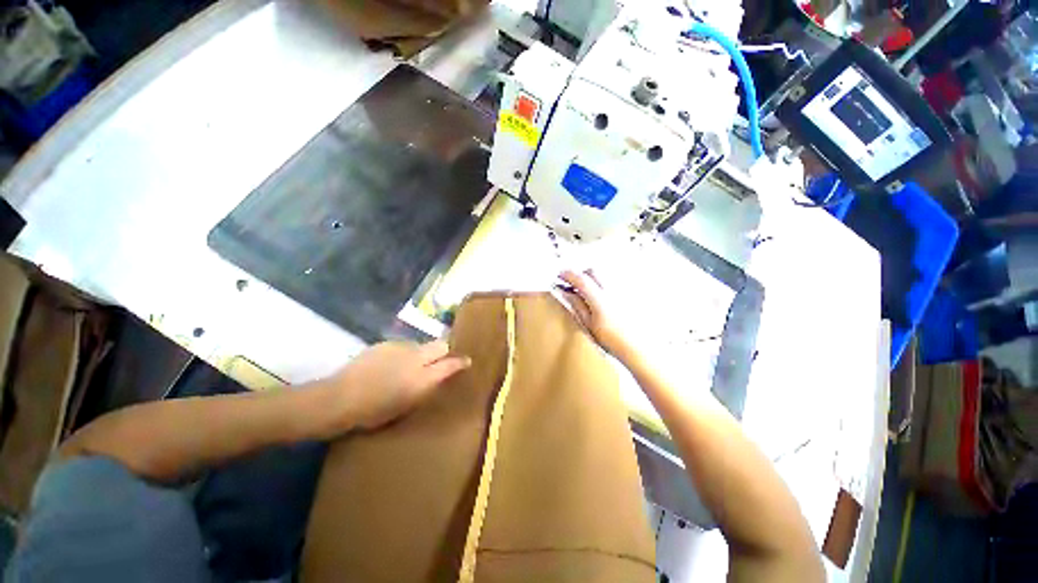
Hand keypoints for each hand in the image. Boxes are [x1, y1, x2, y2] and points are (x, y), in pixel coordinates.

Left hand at [319, 340, 470, 430]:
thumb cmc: (374, 412)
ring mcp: (400, 347)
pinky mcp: (385, 343)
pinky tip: (388, 365)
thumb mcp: (406, 405)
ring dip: (420, 353)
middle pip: (440, 345)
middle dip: (443, 351)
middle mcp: (416, 357)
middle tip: (437, 361)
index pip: (450, 364)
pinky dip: (402, 354)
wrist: (340, 398)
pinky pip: (402, 346)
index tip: (467, 361)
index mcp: (423, 378)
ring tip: (405, 367)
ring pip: (420, 345)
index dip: (460, 362)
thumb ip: (426, 387)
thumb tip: (438, 377)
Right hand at [558, 270, 637, 360]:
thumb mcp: (588, 324)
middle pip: (593, 271)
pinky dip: (602, 284)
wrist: (638, 348)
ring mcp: (622, 290)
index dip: (568, 274)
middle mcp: (612, 290)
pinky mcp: (629, 294)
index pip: (581, 279)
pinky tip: (601, 297)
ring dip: (591, 278)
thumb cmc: (613, 340)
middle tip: (571, 283)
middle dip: (580, 274)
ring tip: (585, 291)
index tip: (560, 276)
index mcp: (600, 299)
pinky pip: (613, 281)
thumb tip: (565, 292)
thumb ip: (577, 305)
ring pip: (603, 275)